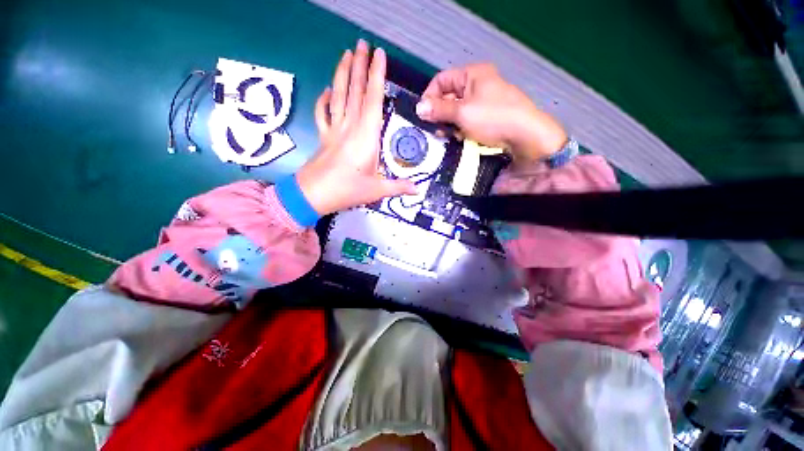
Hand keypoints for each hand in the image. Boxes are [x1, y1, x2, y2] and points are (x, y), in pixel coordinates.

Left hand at [297, 40, 415, 215]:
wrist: (314, 195)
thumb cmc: (347, 190)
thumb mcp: (377, 191)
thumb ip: (398, 187)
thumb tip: (417, 190)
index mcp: (366, 137)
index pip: (372, 100)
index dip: (376, 76)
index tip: (379, 54)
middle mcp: (350, 127)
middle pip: (355, 91)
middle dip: (359, 65)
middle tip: (362, 43)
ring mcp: (334, 130)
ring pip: (338, 96)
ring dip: (342, 74)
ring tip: (346, 53)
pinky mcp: (323, 136)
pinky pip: (323, 113)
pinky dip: (324, 100)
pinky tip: (327, 90)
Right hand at [416, 64, 567, 164]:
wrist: (525, 136)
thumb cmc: (492, 118)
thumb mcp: (462, 112)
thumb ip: (439, 110)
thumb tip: (418, 108)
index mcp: (472, 74)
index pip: (442, 80)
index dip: (430, 95)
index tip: (424, 114)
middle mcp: (478, 84)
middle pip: (449, 96)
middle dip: (440, 113)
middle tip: (435, 128)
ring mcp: (484, 101)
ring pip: (457, 111)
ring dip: (450, 123)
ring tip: (448, 135)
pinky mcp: (488, 117)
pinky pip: (467, 120)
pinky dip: (461, 129)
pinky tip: (461, 138)